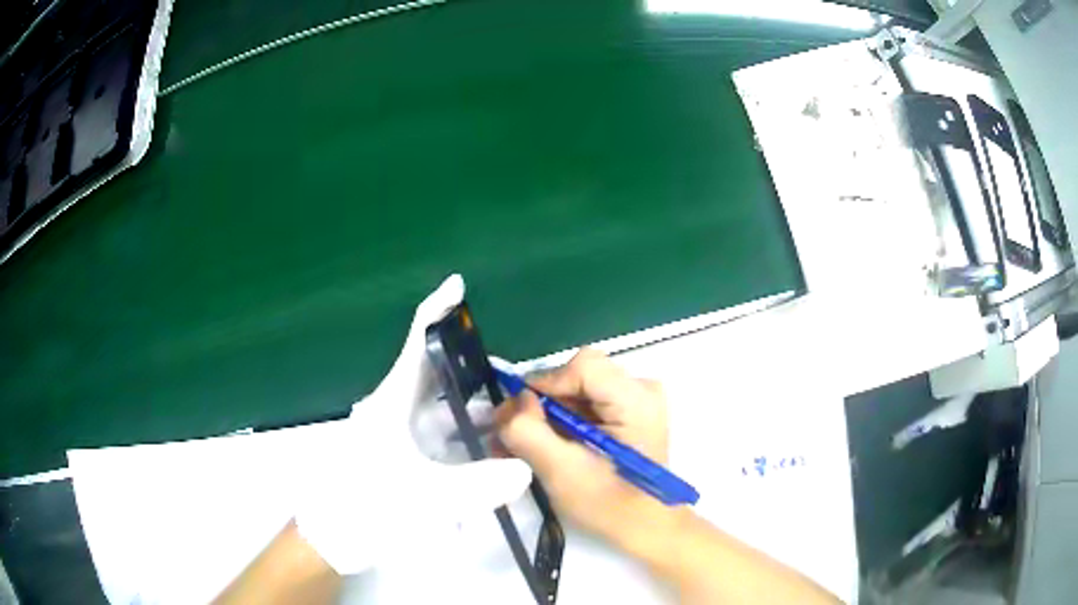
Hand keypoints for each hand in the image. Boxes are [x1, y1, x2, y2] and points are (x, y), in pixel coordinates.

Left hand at [294, 275, 531, 574]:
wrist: (332, 537)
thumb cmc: (366, 506)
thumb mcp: (423, 499)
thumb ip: (477, 487)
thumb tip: (524, 469)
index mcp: (392, 402)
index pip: (416, 342)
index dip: (436, 310)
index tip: (458, 285)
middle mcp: (394, 409)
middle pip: (436, 374)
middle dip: (472, 368)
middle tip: (513, 373)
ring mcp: (398, 434)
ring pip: (441, 409)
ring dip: (473, 409)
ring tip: (512, 416)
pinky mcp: (402, 456)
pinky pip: (439, 436)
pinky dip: (464, 438)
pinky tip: (488, 453)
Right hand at [496, 348, 683, 553]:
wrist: (644, 528)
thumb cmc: (609, 505)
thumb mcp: (561, 472)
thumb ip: (529, 431)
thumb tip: (514, 400)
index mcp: (636, 400)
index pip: (583, 366)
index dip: (546, 384)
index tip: (520, 415)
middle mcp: (641, 390)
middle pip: (577, 377)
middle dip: (539, 405)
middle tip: (509, 435)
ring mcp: (636, 401)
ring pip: (576, 392)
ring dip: (544, 417)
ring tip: (517, 446)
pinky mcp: (627, 415)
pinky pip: (585, 406)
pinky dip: (559, 424)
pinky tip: (538, 446)